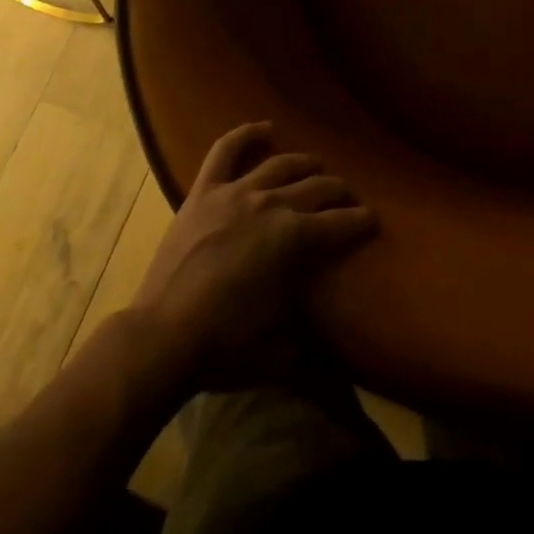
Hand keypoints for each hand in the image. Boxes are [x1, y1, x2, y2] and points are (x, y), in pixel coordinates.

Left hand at [129, 122, 376, 387]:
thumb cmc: (225, 347)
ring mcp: (235, 192)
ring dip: (304, 165)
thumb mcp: (281, 356)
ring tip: (316, 169)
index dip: (361, 222)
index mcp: (294, 238)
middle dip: (339, 192)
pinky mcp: (204, 192)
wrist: (160, 338)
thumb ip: (320, 367)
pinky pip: (226, 151)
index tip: (373, 221)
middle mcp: (271, 204)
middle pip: (317, 187)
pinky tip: (264, 128)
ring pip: (282, 164)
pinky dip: (246, 135)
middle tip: (347, 200)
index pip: (342, 224)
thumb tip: (354, 404)